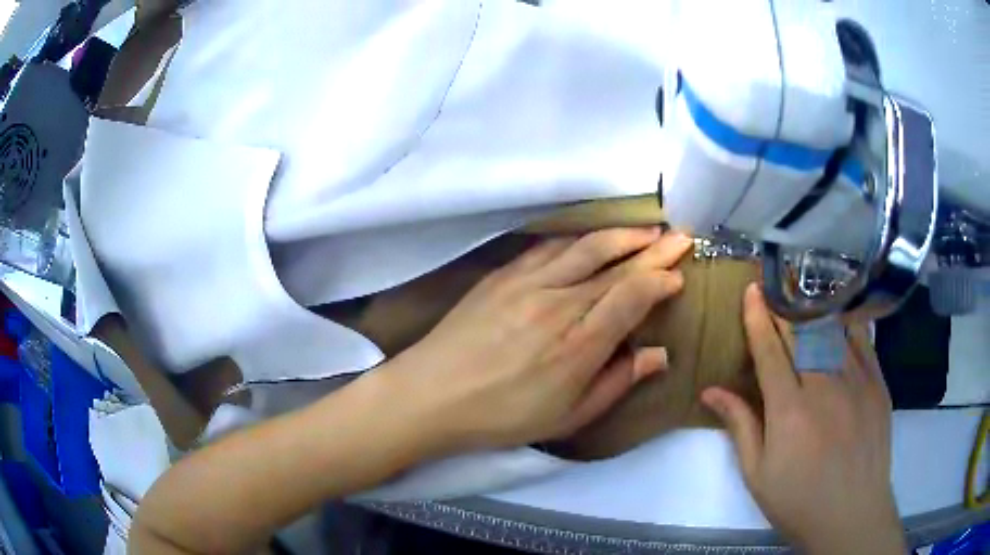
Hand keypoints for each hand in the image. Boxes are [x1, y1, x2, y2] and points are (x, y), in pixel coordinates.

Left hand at [380, 228, 692, 453]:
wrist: (432, 394)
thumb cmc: (502, 416)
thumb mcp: (567, 417)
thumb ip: (616, 382)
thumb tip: (659, 354)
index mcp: (579, 344)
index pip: (633, 297)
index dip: (660, 280)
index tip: (679, 275)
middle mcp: (559, 304)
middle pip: (616, 266)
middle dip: (653, 250)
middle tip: (681, 236)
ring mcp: (528, 284)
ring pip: (586, 248)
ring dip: (622, 235)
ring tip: (648, 230)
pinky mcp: (503, 275)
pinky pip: (549, 247)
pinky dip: (578, 238)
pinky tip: (592, 236)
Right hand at [702, 285, 905, 554]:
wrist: (851, 513)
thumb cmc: (798, 500)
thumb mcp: (758, 474)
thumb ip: (739, 426)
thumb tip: (711, 391)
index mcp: (789, 410)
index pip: (769, 350)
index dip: (757, 318)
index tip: (750, 291)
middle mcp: (823, 384)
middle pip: (801, 330)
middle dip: (783, 304)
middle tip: (773, 285)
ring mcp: (856, 379)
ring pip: (832, 327)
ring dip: (813, 306)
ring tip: (802, 292)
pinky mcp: (877, 382)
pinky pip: (862, 338)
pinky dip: (846, 320)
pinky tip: (839, 314)